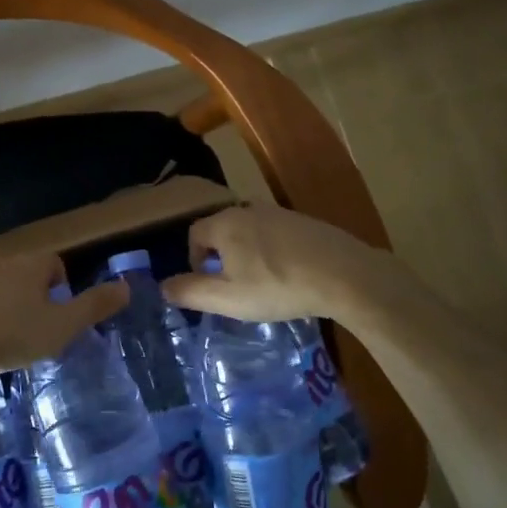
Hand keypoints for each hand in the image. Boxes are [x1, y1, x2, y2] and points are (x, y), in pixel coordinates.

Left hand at [0, 249, 126, 380]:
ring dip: (2, 301)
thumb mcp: (62, 327)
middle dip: (31, 294)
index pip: (55, 264)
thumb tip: (126, 287)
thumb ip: (95, 306)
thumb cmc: (11, 336)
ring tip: (3, 335)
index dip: (62, 289)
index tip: (58, 317)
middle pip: (24, 272)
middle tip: (33, 328)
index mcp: (30, 264)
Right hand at [160, 203, 383, 322]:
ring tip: (262, 283)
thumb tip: (163, 286)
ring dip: (248, 255)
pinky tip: (290, 275)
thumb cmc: (277, 286)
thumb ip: (190, 292)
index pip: (194, 234)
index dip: (195, 260)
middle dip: (222, 257)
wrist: (343, 275)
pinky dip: (274, 252)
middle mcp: (248, 209)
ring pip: (250, 232)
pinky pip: (276, 235)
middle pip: (222, 230)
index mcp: (225, 223)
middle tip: (235, 287)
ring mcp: (280, 213)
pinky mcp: (305, 221)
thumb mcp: (227, 298)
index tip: (209, 285)